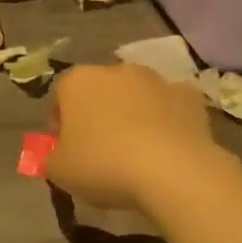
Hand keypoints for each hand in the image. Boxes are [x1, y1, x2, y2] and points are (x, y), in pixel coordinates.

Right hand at [46, 63, 219, 213]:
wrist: (171, 170)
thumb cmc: (103, 165)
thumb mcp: (59, 172)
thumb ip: (51, 158)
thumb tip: (58, 156)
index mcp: (78, 81)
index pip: (60, 99)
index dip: (61, 126)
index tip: (67, 151)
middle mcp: (115, 70)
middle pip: (100, 93)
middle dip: (98, 117)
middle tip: (101, 153)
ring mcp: (156, 80)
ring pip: (136, 97)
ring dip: (133, 116)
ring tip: (137, 154)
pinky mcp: (189, 96)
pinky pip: (170, 108)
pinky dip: (168, 122)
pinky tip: (168, 150)